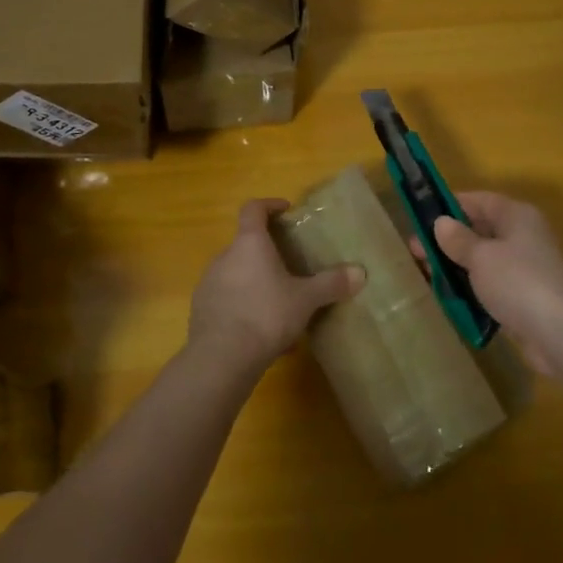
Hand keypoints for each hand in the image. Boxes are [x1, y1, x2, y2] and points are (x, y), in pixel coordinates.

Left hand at [189, 199, 364, 376]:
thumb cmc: (266, 315)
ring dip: (257, 284)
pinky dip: (245, 308)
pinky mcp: (201, 310)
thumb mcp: (305, 300)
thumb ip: (331, 284)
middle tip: (290, 268)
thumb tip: (360, 273)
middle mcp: (224, 256)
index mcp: (249, 244)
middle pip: (245, 245)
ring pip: (237, 275)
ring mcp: (209, 283)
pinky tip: (264, 334)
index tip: (285, 211)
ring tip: (281, 306)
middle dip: (267, 254)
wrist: (221, 357)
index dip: (269, 205)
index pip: (253, 209)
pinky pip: (229, 301)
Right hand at [421, 192, 562, 375]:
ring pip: (484, 260)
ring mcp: (525, 268)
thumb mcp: (480, 256)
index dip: (449, 205)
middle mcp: (523, 236)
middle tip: (415, 250)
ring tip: (426, 274)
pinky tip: (451, 297)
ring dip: (457, 266)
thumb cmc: (517, 282)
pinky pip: (491, 285)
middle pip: (480, 230)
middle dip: (448, 240)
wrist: (560, 333)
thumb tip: (441, 223)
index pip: (478, 200)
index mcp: (516, 216)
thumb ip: (458, 239)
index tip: (420, 216)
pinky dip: (472, 288)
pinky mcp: (524, 297)